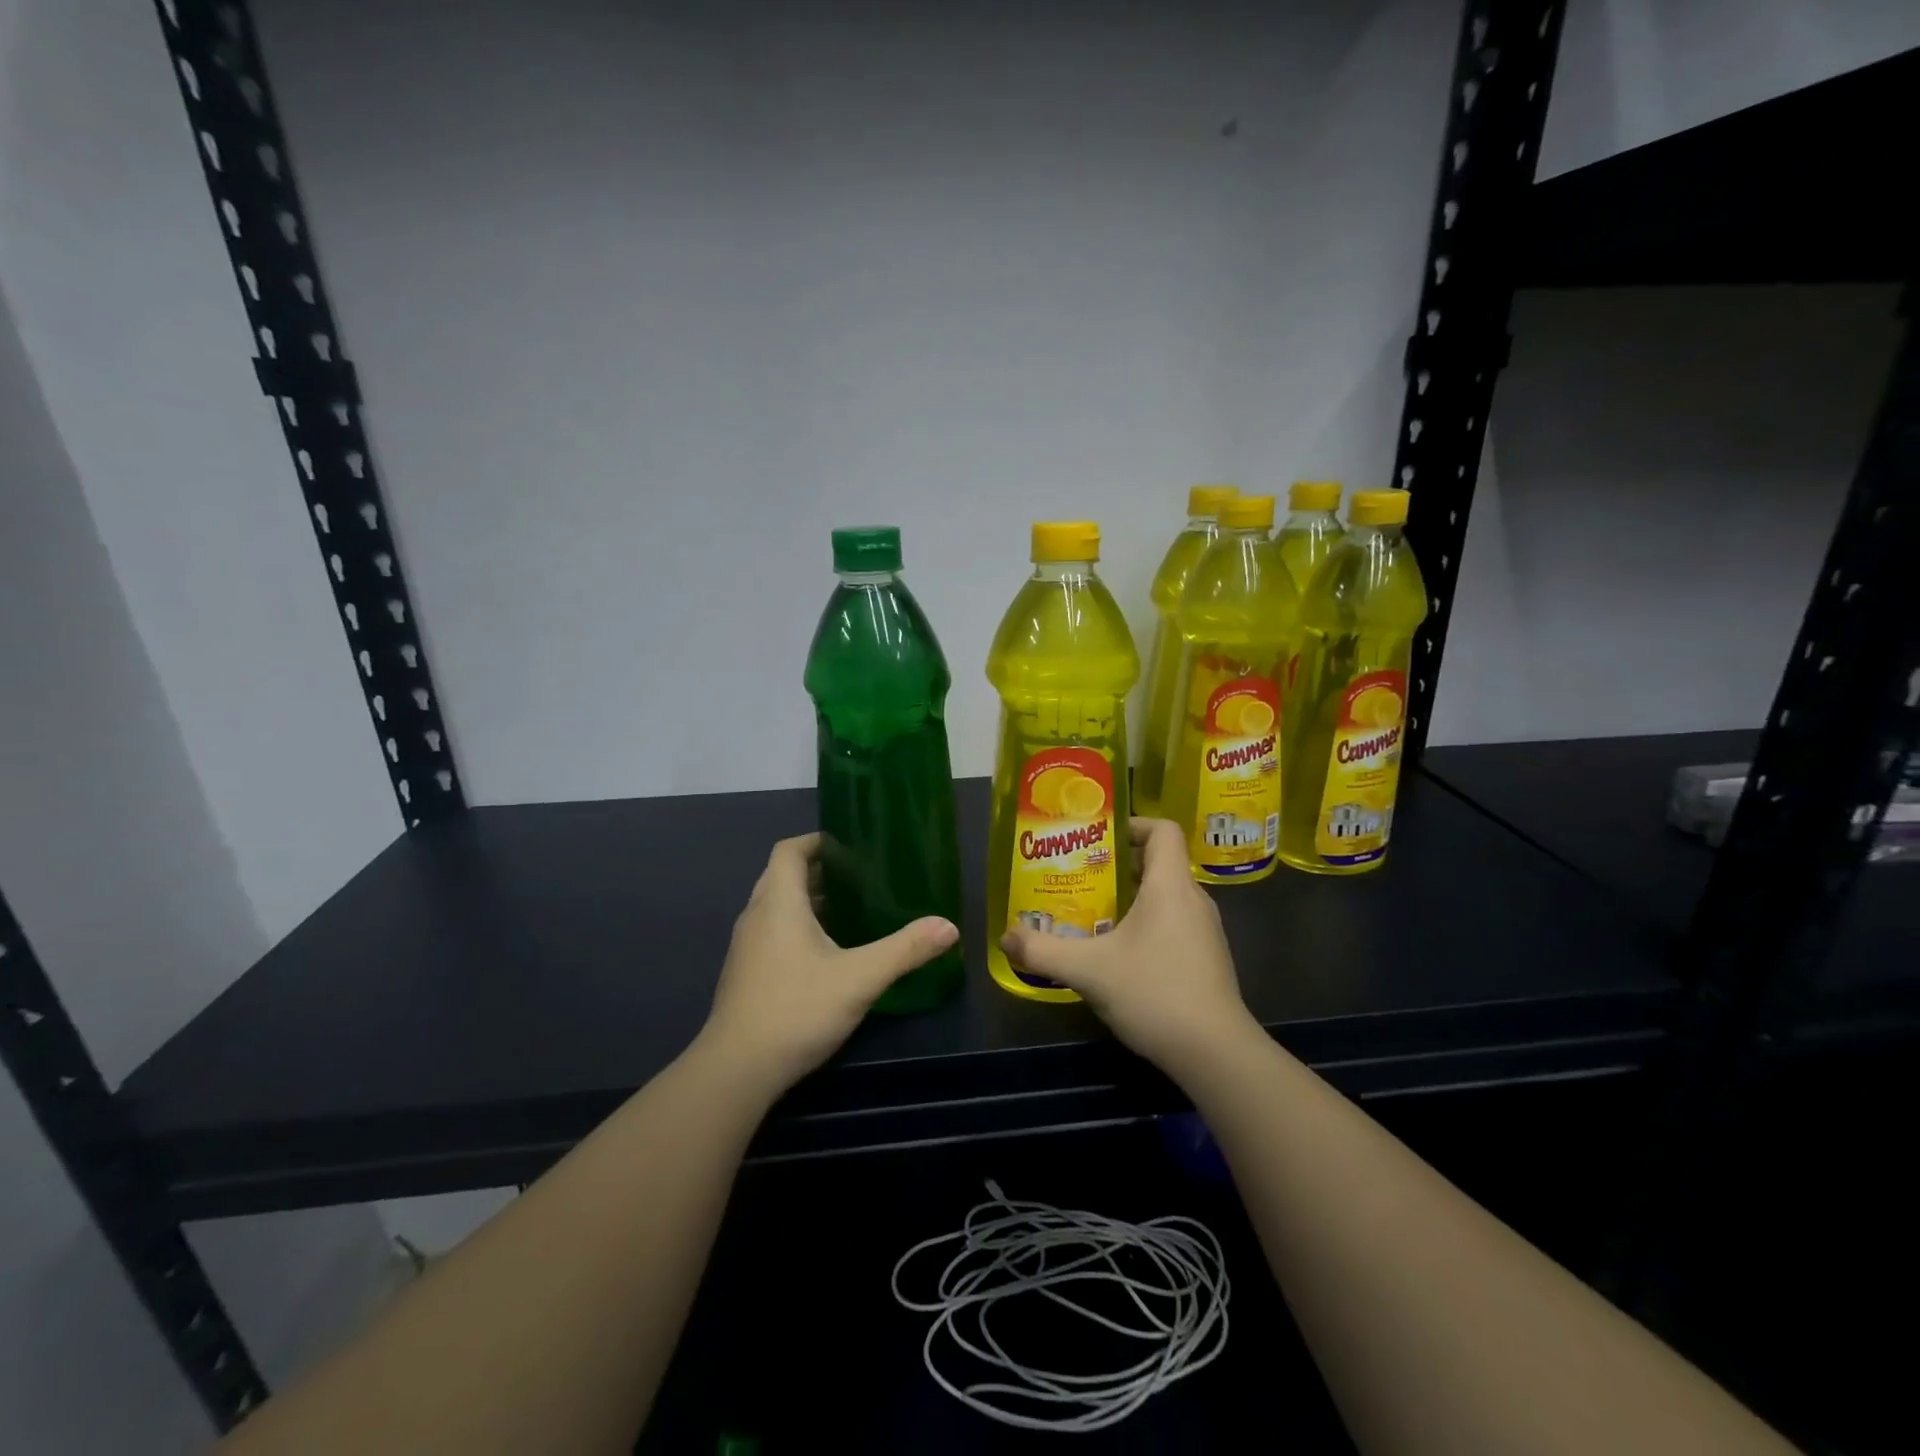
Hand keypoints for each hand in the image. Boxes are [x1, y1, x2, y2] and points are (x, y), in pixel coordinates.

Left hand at [699, 833, 958, 1094]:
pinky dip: (794, 927)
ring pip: (774, 906)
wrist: (737, 1069)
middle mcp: (756, 916)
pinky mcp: (744, 973)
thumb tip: (949, 926)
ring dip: (805, 900)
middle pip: (781, 875)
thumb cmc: (797, 1009)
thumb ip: (905, 950)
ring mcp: (745, 947)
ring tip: (847, 910)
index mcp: (779, 903)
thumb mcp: (860, 978)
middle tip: (857, 877)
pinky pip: (770, 932)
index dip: (815, 841)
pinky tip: (824, 953)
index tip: (847, 846)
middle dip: (816, 870)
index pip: (789, 850)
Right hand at [1001, 818, 1254, 1075]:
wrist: (1216, 1053)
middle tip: (1080, 876)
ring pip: (1165, 896)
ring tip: (1091, 912)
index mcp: (1170, 886)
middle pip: (1158, 862)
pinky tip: (1118, 953)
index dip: (1131, 824)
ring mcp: (1204, 931)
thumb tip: (1006, 937)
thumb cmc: (1155, 993)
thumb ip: (1042, 951)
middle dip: (1117, 864)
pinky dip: (1146, 924)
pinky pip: (1173, 923)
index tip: (1097, 838)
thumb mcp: (1088, 971)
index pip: (1162, 829)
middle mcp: (1193, 899)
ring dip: (1130, 897)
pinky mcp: (1206, 959)